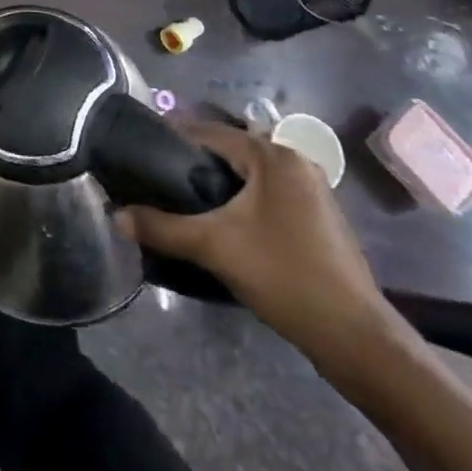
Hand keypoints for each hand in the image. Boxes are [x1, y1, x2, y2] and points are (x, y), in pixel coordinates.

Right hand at [116, 121, 413, 381]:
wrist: (355, 338)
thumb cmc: (284, 275)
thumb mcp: (214, 247)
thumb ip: (161, 227)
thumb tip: (115, 216)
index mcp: (272, 155)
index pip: (208, 132)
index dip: (170, 139)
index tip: (138, 152)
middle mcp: (294, 162)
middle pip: (228, 152)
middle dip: (191, 164)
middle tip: (153, 180)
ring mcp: (310, 191)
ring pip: (247, 176)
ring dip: (215, 185)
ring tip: (178, 202)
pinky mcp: (316, 218)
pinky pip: (264, 195)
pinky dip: (238, 201)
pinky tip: (218, 224)